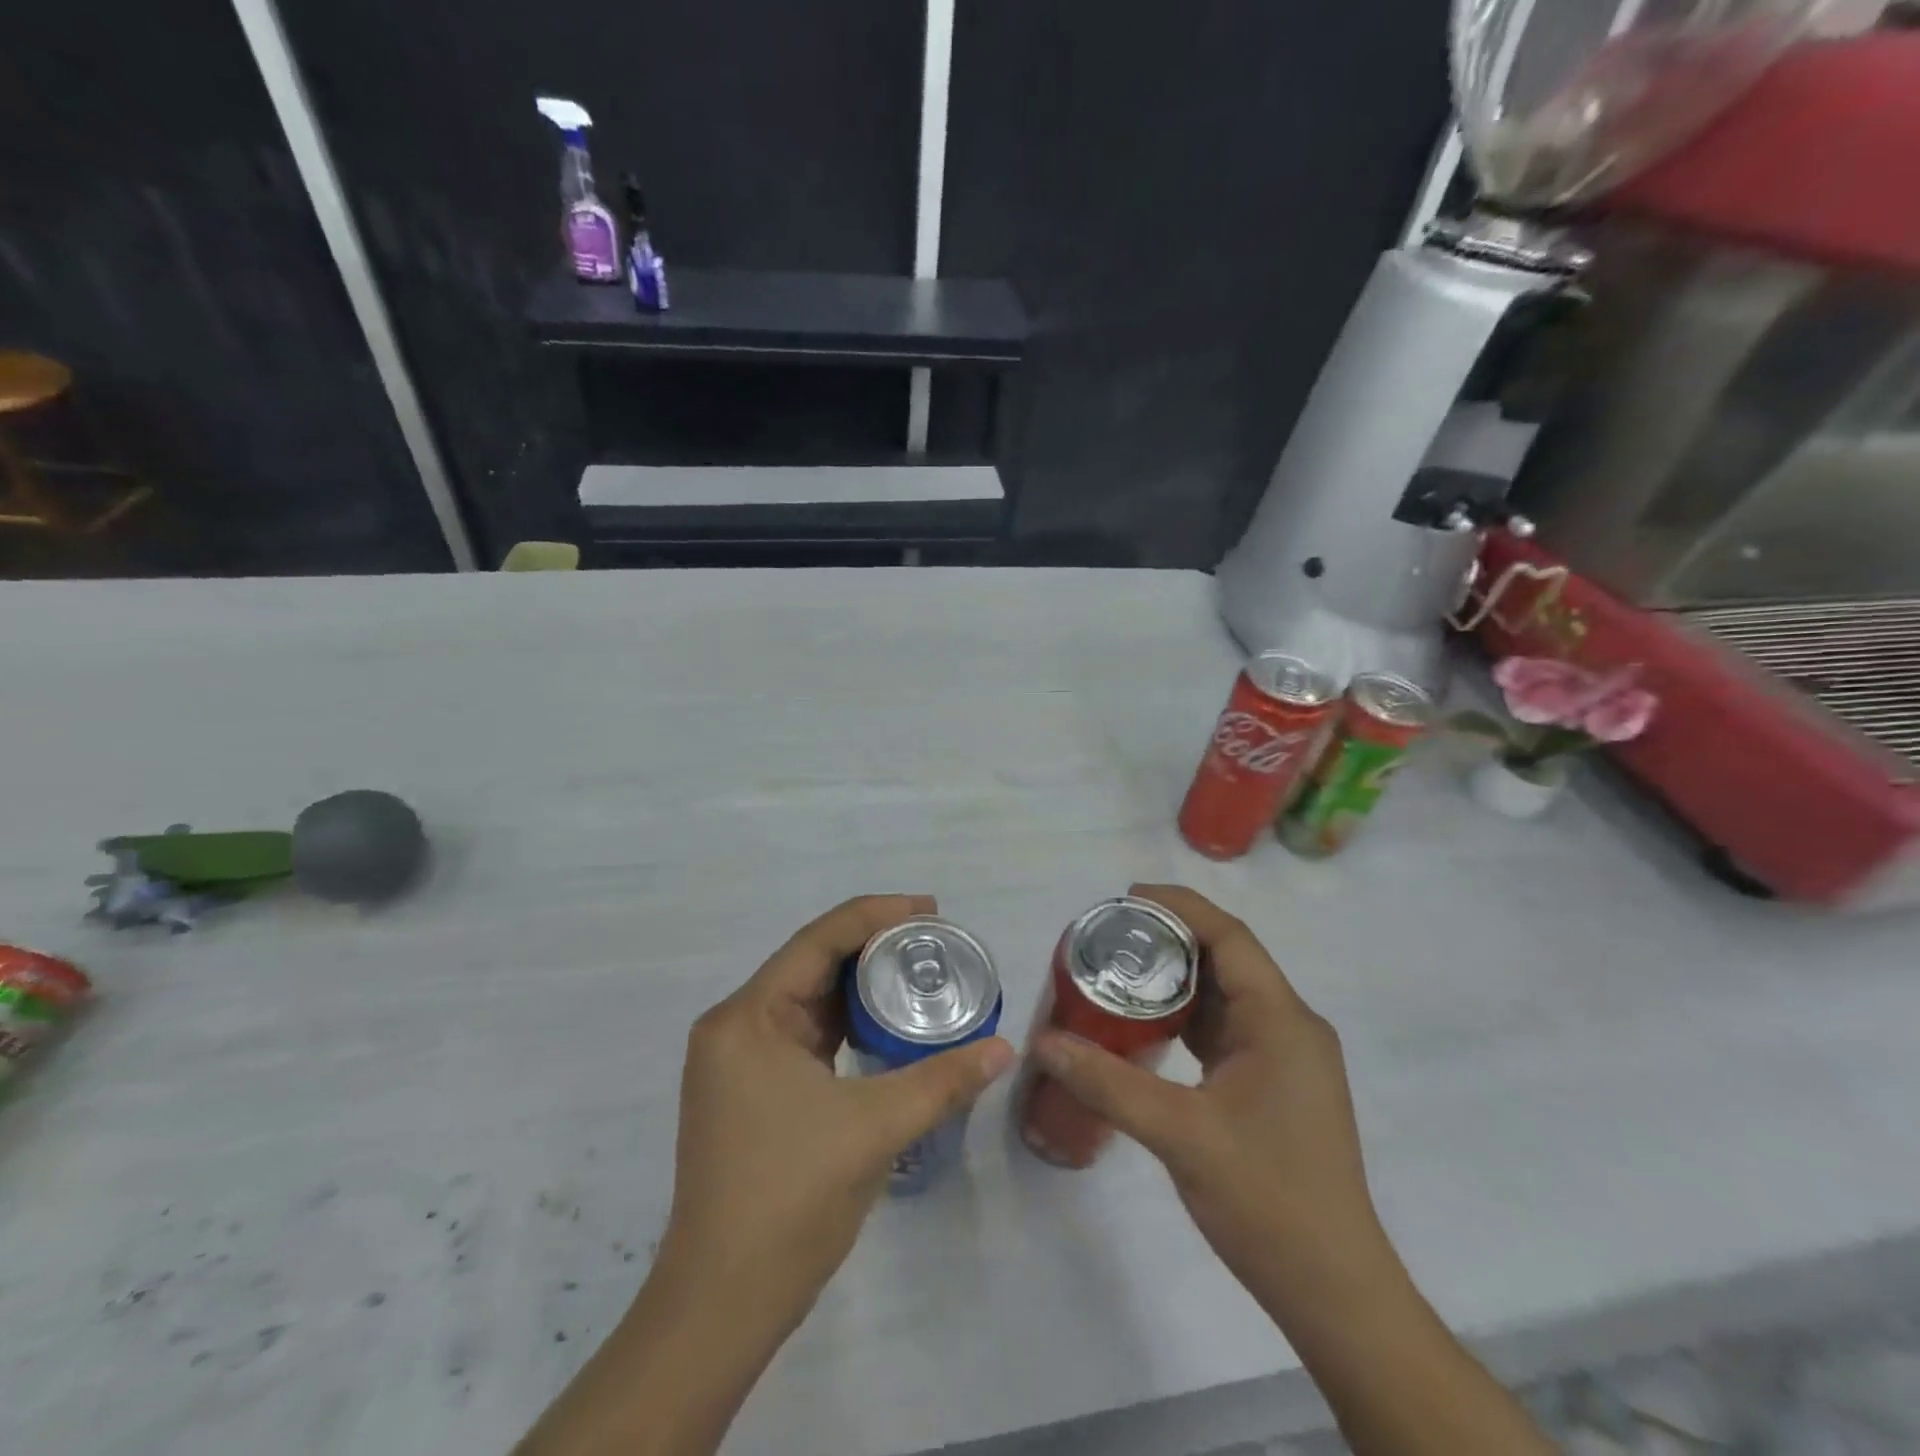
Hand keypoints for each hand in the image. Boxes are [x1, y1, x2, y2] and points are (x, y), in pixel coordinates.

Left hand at [518, 896, 1014, 1455]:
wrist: (722, 1303)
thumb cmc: (790, 1199)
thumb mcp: (875, 1129)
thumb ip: (942, 1080)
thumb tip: (1004, 1047)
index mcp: (748, 1017)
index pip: (819, 940)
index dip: (877, 914)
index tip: (931, 910)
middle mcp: (736, 1026)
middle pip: (813, 963)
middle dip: (874, 946)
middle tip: (935, 941)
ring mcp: (740, 1060)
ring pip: (810, 999)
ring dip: (861, 984)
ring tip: (920, 971)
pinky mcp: (752, 1089)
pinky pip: (807, 1034)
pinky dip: (847, 1021)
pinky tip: (886, 1022)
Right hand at [1031, 884, 1391, 1314]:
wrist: (1333, 1291)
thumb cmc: (1267, 1201)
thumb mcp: (1179, 1135)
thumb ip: (1108, 1083)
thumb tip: (1043, 1043)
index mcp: (1281, 1020)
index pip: (1229, 937)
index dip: (1179, 906)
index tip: (1125, 897)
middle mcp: (1290, 1025)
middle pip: (1227, 959)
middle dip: (1170, 939)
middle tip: (1109, 936)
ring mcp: (1285, 1056)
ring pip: (1226, 995)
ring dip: (1177, 979)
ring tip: (1118, 970)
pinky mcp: (1275, 1083)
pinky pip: (1226, 1029)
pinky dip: (1187, 1016)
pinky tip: (1147, 1024)